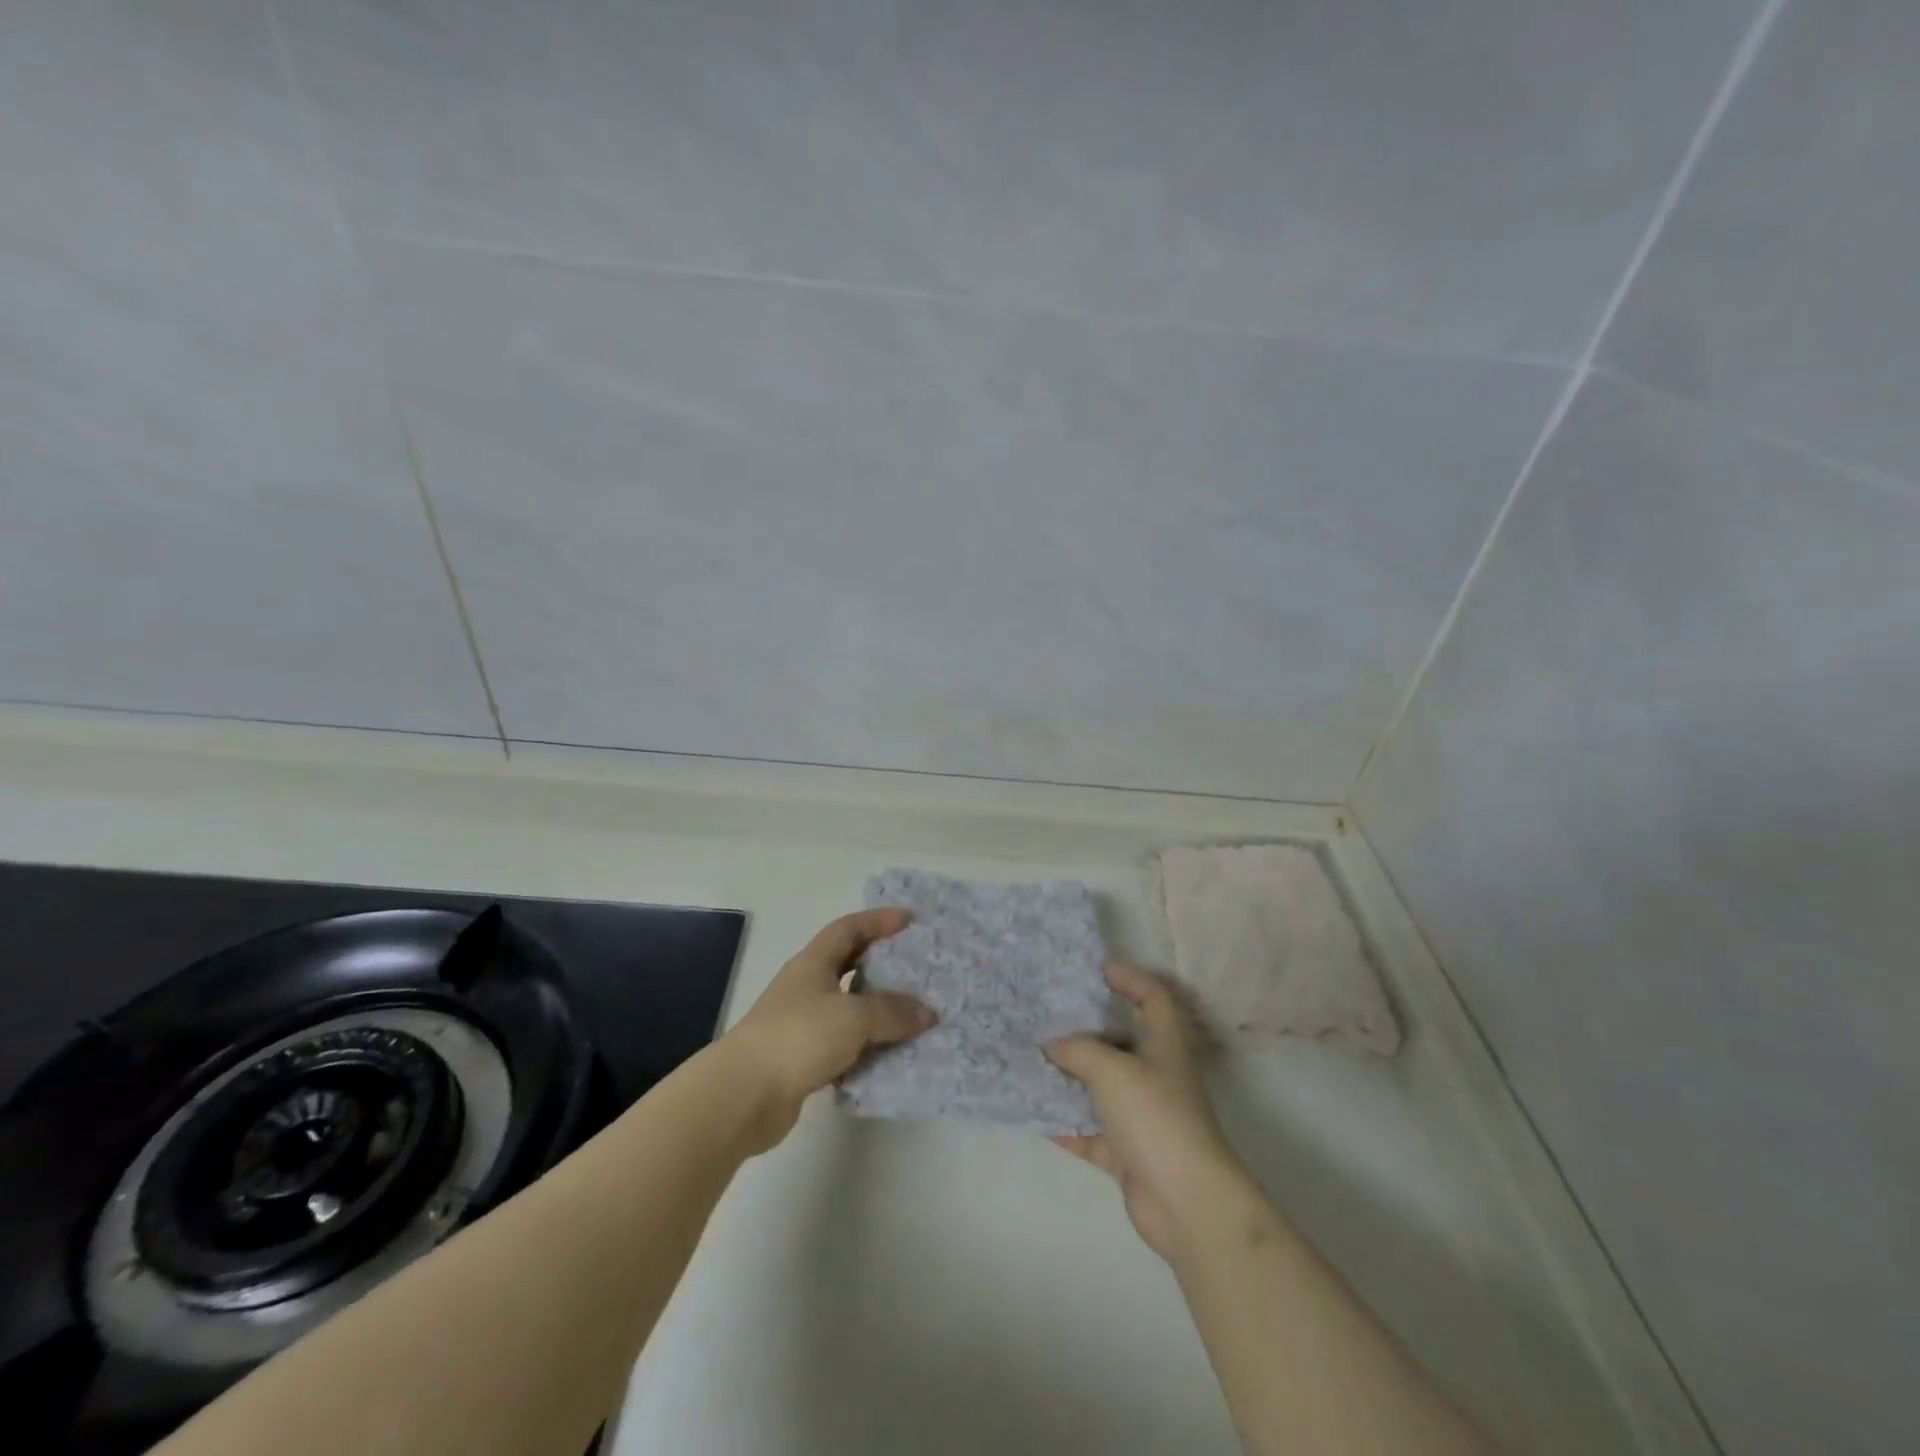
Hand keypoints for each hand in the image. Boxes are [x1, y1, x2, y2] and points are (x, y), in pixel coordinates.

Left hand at [725, 908, 936, 1150]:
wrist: (743, 1095)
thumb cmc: (798, 1037)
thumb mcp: (853, 1017)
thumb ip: (892, 1012)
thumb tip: (928, 1012)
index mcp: (813, 963)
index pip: (848, 929)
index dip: (878, 920)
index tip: (909, 920)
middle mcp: (806, 987)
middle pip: (848, 965)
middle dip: (881, 963)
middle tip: (916, 967)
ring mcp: (802, 1023)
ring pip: (848, 1007)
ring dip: (877, 1010)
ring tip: (913, 1014)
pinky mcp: (802, 1059)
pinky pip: (843, 1043)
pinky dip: (866, 1046)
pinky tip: (889, 1055)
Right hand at [1045, 962, 1257, 1262]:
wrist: (1187, 1203)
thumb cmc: (1157, 1118)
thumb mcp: (1113, 1071)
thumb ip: (1078, 1050)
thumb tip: (1051, 1044)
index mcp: (1164, 1045)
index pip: (1153, 997)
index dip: (1130, 977)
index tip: (1097, 969)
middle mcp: (1154, 1075)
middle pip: (1119, 1042)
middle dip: (1084, 1030)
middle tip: (1046, 1017)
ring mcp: (1142, 1116)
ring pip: (1099, 1088)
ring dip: (1069, 1078)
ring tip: (1030, 1061)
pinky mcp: (1128, 1153)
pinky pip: (1090, 1130)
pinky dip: (1066, 1124)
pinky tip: (1035, 1114)